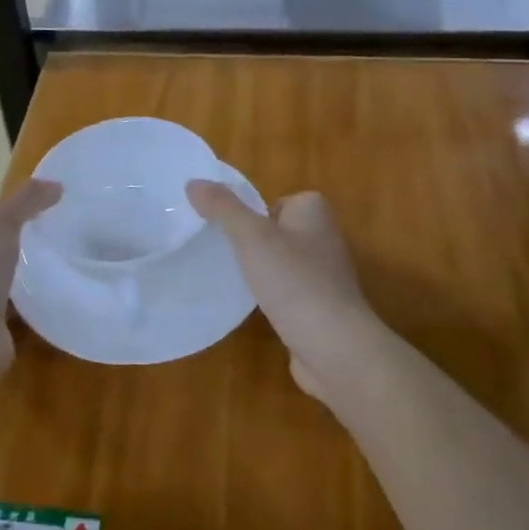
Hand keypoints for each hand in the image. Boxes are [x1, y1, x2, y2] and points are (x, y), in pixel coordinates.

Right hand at [186, 182, 394, 407]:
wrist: (335, 347)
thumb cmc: (295, 281)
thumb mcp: (251, 236)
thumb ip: (223, 208)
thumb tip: (193, 182)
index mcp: (315, 212)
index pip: (279, 201)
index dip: (254, 213)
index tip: (231, 230)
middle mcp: (324, 238)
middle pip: (277, 231)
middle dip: (252, 242)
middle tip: (223, 253)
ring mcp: (325, 276)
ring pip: (281, 263)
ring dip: (260, 271)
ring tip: (233, 280)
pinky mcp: (319, 308)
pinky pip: (287, 292)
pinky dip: (271, 298)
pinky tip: (253, 308)